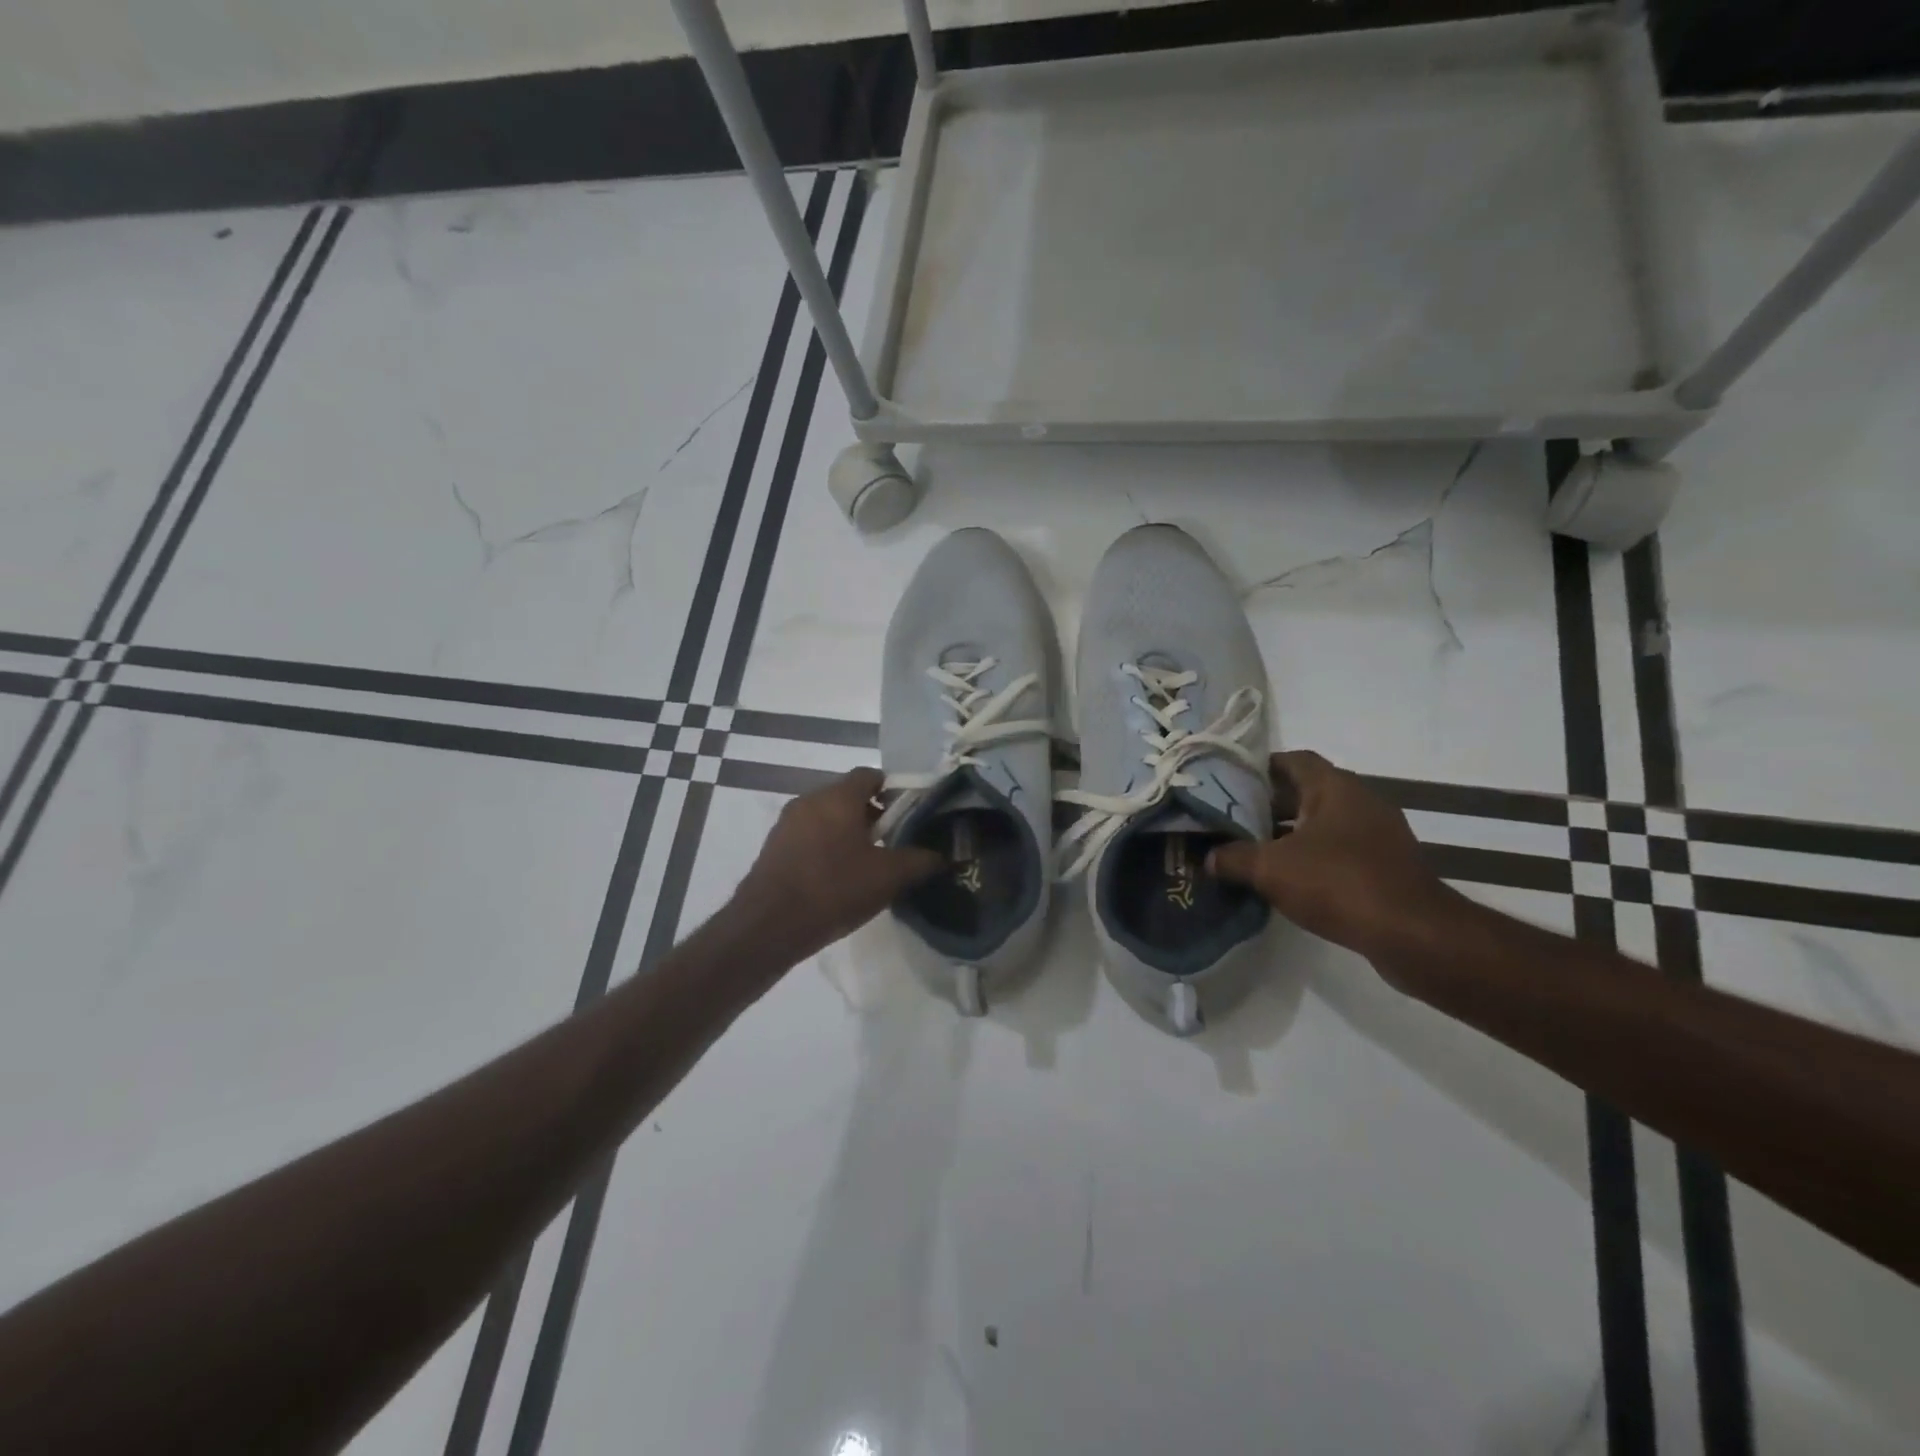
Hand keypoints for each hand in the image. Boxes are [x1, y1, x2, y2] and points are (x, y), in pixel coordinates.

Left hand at [735, 768, 943, 960]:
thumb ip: (920, 860)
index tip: (910, 814)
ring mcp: (787, 823)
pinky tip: (838, 878)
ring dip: (849, 832)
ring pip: (827, 817)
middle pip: (848, 796)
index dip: (894, 790)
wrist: (768, 926)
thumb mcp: (888, 877)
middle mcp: (810, 800)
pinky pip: (809, 836)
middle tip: (894, 841)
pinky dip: (827, 847)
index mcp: (838, 796)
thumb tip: (944, 855)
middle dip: (873, 814)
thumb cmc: (834, 889)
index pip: (871, 775)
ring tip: (869, 863)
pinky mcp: (774, 847)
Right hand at [1207, 750, 1456, 966]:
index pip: (1293, 760)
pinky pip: (1341, 849)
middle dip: (1270, 804)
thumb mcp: (1270, 869)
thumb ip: (1233, 858)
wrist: (1413, 934)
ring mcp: (1379, 834)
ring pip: (1324, 822)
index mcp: (1335, 787)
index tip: (1230, 784)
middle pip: (1307, 791)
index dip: (1260, 768)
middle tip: (1233, 819)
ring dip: (1291, 833)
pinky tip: (1289, 879)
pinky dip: (1314, 857)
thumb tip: (1208, 857)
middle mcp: (1361, 801)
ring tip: (1254, 850)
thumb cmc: (1338, 883)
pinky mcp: (1387, 865)